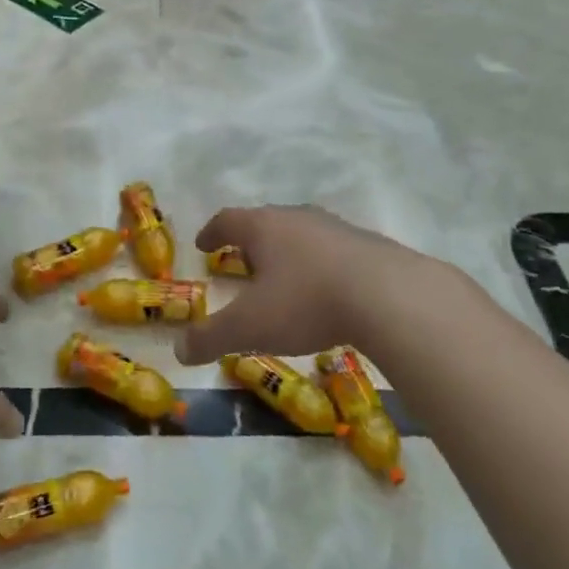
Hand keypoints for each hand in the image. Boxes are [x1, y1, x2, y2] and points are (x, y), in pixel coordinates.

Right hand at [175, 205, 418, 366]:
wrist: (389, 296)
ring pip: (301, 233)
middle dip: (251, 242)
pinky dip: (320, 265)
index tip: (204, 245)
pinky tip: (327, 290)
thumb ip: (211, 337)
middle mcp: (297, 218)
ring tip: (285, 277)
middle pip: (265, 222)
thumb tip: (179, 350)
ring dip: (288, 252)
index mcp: (263, 227)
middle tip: (243, 262)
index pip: (228, 220)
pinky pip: (333, 250)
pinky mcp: (368, 245)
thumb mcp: (250, 326)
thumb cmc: (306, 302)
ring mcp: (335, 228)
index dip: (212, 232)